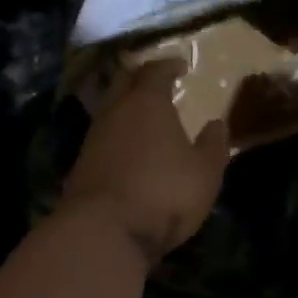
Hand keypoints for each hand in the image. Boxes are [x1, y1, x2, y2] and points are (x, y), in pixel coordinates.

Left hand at [62, 61, 229, 262]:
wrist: (104, 231)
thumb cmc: (163, 193)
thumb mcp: (204, 172)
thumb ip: (212, 146)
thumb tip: (217, 124)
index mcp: (147, 103)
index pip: (155, 71)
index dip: (168, 66)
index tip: (180, 66)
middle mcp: (115, 112)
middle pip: (123, 82)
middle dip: (140, 77)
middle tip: (156, 81)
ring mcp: (93, 138)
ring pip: (109, 109)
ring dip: (125, 107)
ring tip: (143, 115)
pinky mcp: (81, 164)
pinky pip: (102, 136)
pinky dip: (116, 134)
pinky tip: (127, 147)